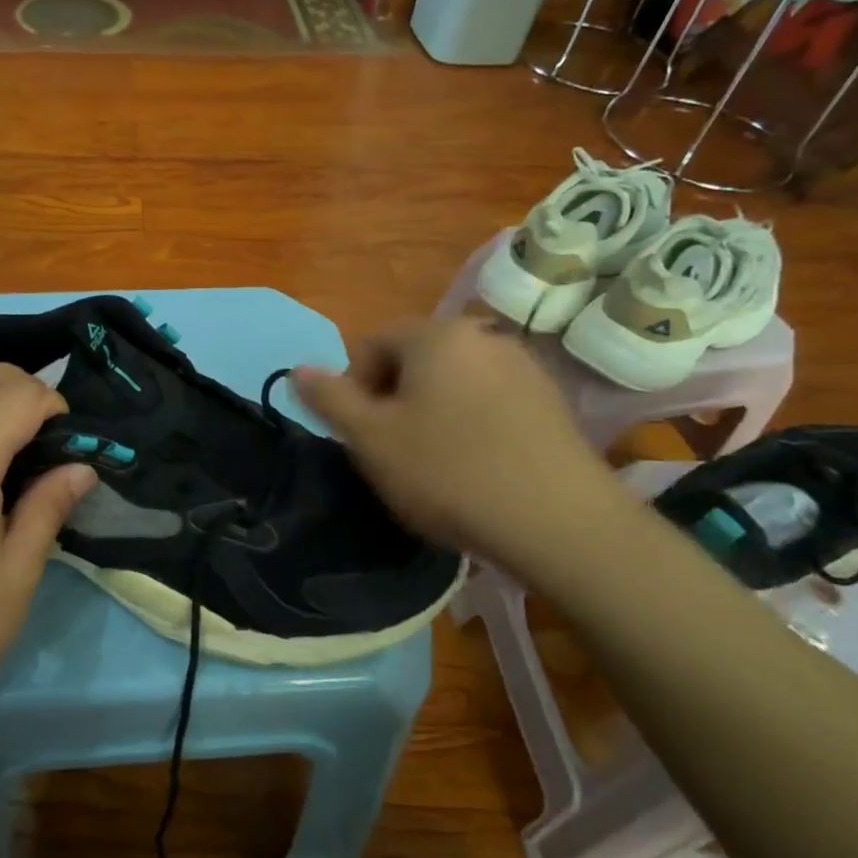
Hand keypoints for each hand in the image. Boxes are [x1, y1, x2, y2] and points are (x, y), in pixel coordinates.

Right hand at [293, 318, 629, 570]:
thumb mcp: (370, 439)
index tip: (362, 435)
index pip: (373, 344)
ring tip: (435, 465)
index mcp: (436, 335)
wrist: (560, 522)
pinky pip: (492, 402)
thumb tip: (297, 368)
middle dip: (394, 400)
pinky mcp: (553, 402)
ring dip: (432, 413)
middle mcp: (483, 336)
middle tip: (393, 451)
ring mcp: (525, 367)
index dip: (355, 389)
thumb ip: (329, 399)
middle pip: (415, 361)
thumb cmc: (449, 472)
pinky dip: (472, 425)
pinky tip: (478, 469)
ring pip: (454, 383)